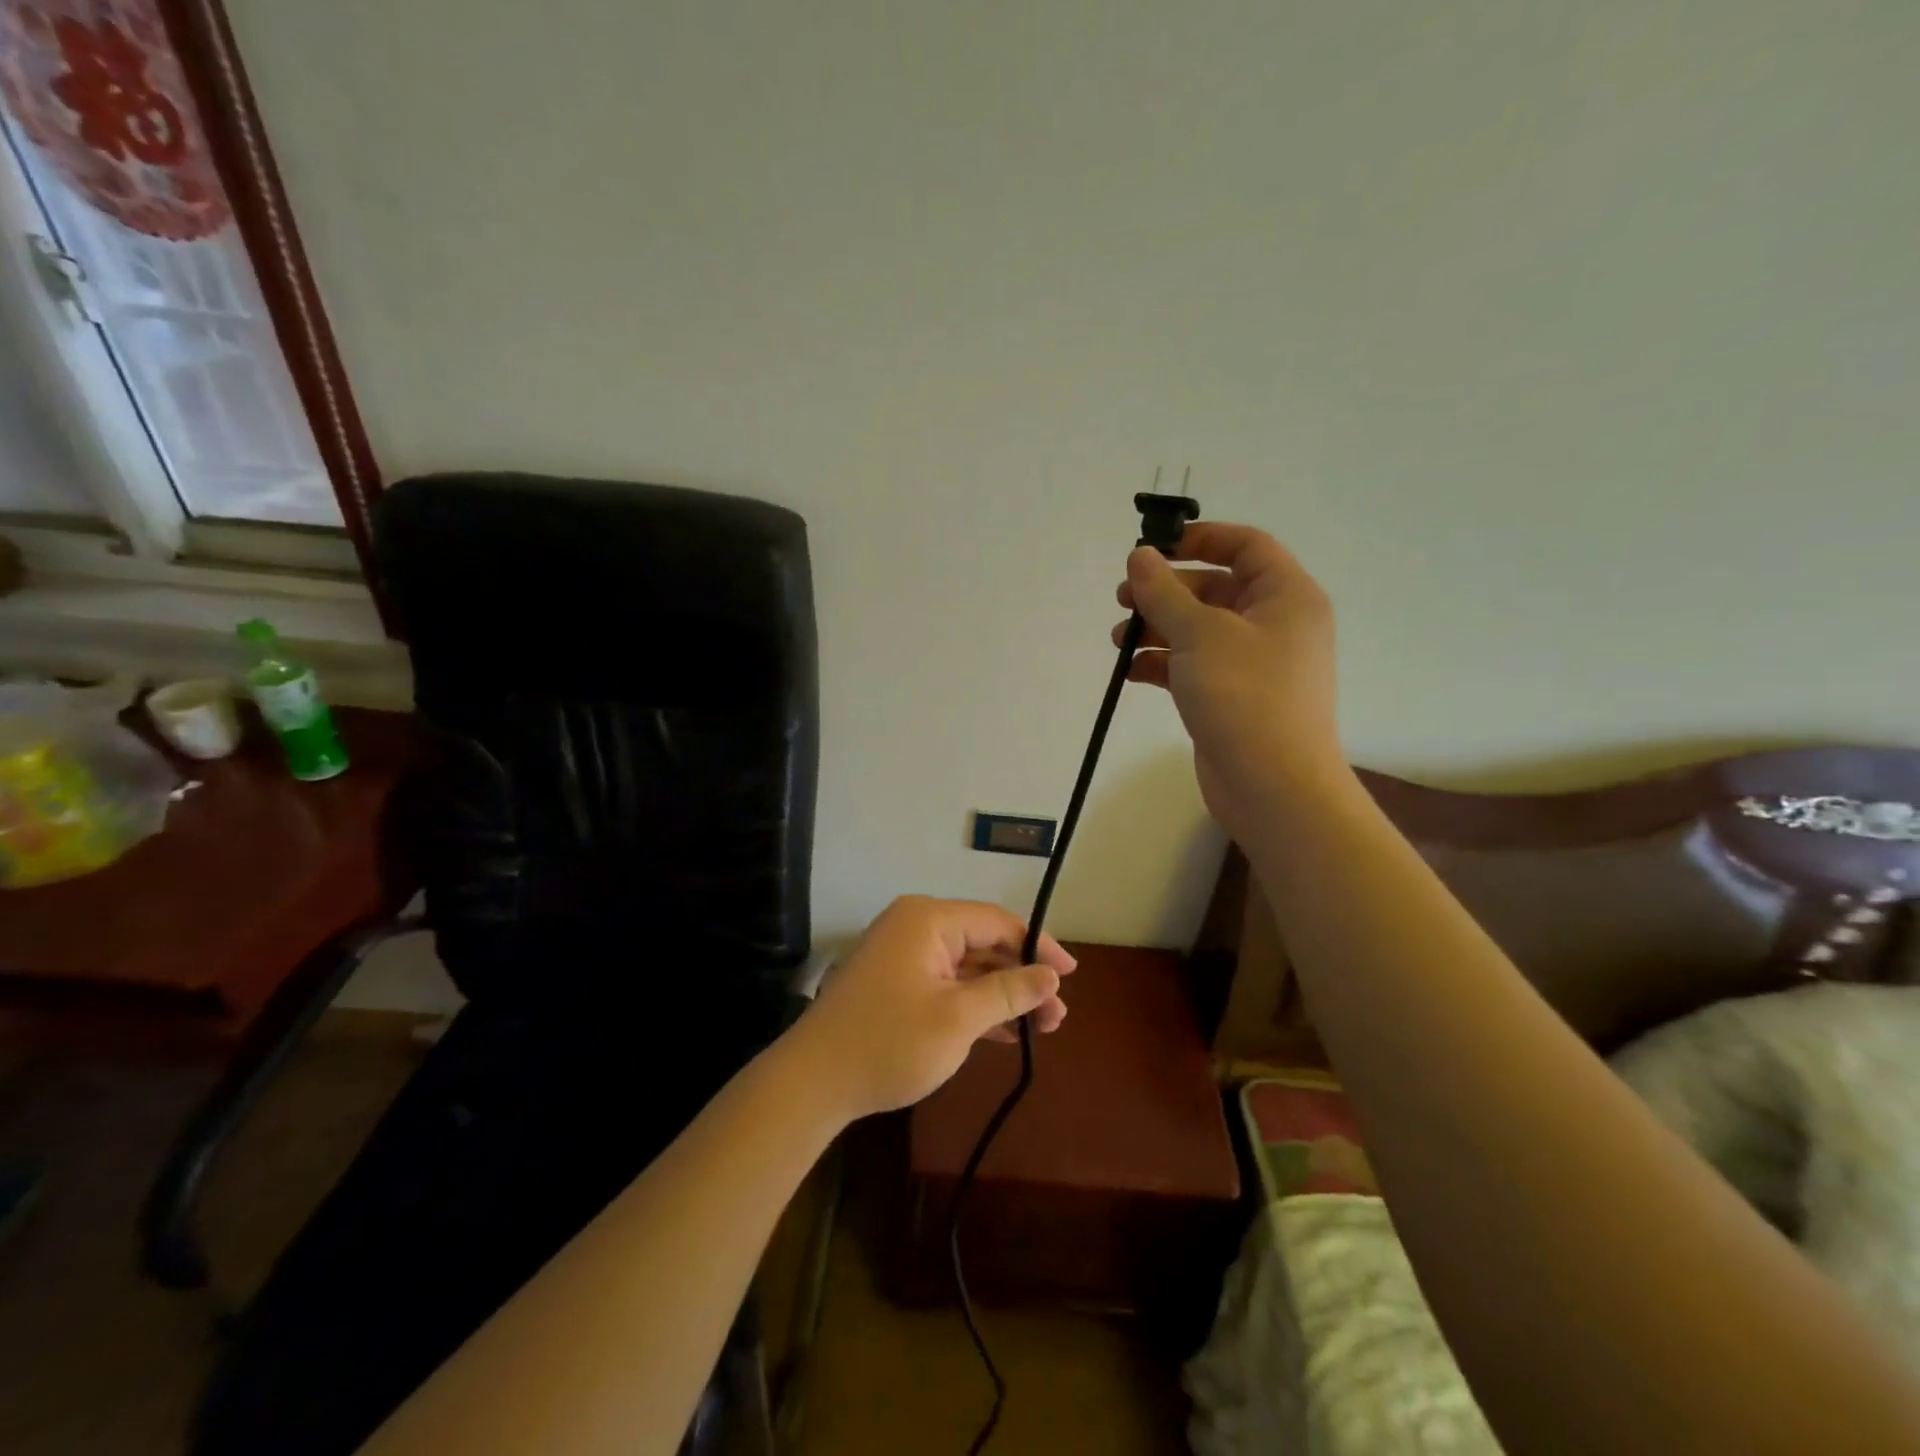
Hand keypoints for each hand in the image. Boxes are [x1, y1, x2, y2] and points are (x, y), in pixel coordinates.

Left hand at [792, 896, 1076, 1121]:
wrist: (813, 1082)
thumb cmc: (890, 1041)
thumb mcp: (958, 1018)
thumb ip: (1008, 992)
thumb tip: (1051, 976)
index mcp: (928, 919)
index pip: (997, 921)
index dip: (1038, 946)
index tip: (1070, 976)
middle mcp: (916, 927)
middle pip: (984, 944)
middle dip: (1022, 978)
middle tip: (1057, 1016)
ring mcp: (903, 957)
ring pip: (967, 968)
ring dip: (1002, 996)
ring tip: (1043, 1028)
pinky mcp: (896, 985)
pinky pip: (947, 985)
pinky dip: (975, 1006)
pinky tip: (1006, 1032)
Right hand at [1114, 522, 1342, 839]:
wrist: (1272, 786)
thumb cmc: (1244, 695)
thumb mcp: (1199, 634)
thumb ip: (1164, 592)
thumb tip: (1140, 556)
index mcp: (1286, 596)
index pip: (1246, 546)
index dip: (1201, 538)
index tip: (1154, 548)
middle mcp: (1274, 624)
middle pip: (1216, 588)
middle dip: (1166, 591)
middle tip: (1122, 598)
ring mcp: (1253, 664)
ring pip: (1199, 630)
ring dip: (1157, 629)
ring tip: (1118, 639)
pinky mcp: (1232, 697)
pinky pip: (1193, 666)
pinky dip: (1162, 664)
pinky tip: (1131, 672)